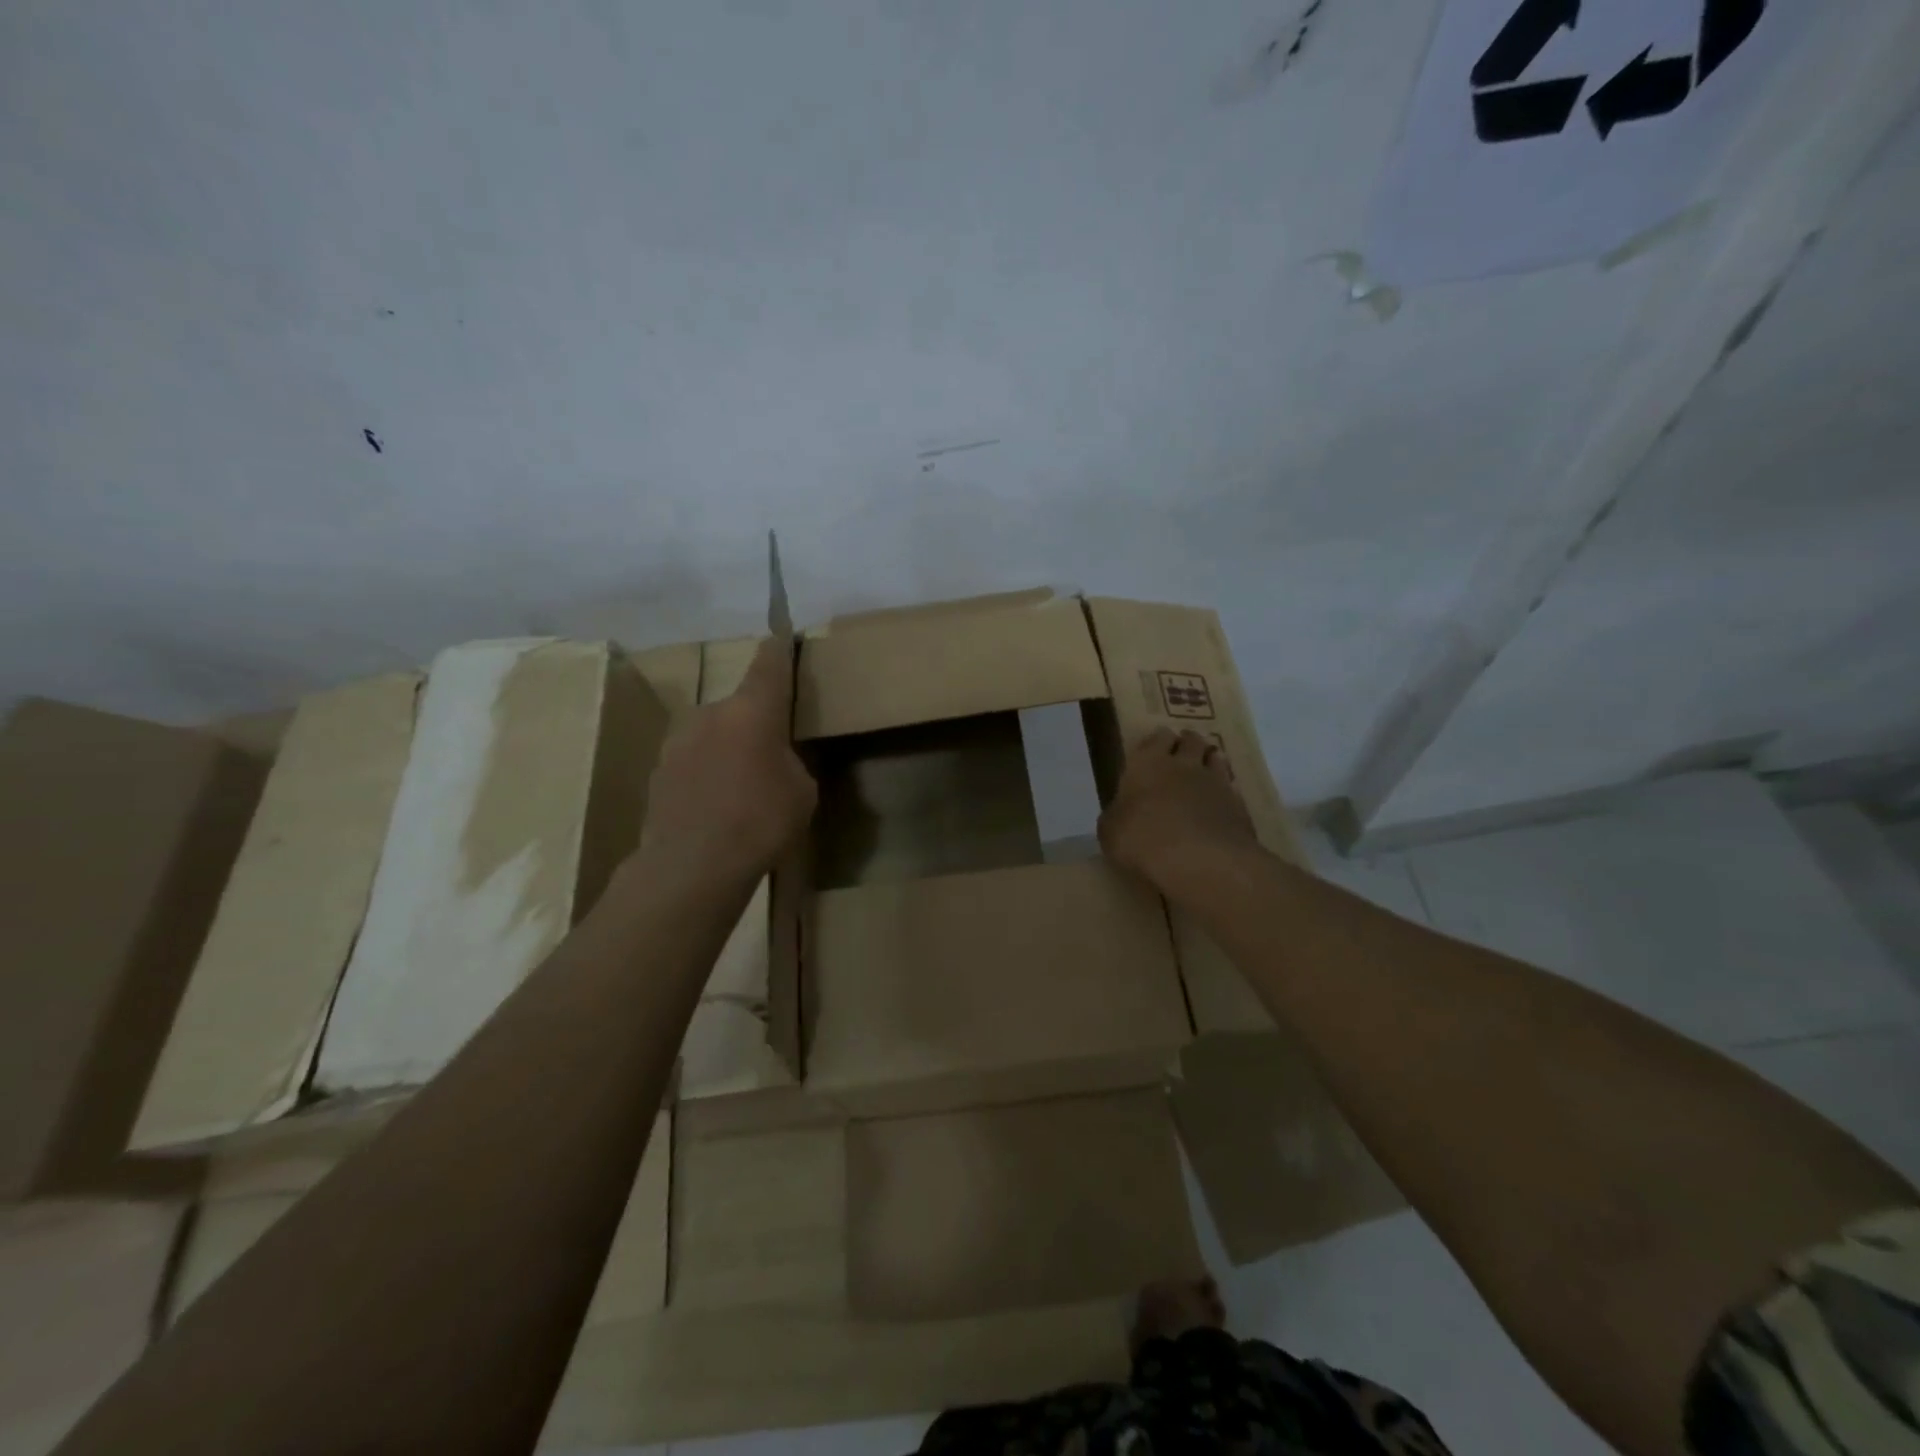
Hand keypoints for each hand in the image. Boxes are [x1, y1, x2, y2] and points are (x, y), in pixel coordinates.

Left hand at [637, 638, 816, 887]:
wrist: (691, 866)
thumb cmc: (761, 821)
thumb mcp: (802, 790)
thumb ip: (790, 761)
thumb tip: (774, 760)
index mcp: (752, 710)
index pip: (768, 665)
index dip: (778, 650)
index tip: (781, 634)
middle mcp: (710, 713)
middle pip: (739, 707)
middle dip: (755, 723)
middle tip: (771, 755)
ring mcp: (677, 741)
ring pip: (713, 734)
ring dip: (728, 749)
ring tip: (741, 789)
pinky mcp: (657, 771)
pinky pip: (693, 762)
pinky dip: (706, 774)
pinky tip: (715, 808)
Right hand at [1098, 729, 1257, 894]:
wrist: (1200, 860)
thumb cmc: (1143, 839)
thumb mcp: (1111, 832)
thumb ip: (1117, 816)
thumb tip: (1120, 815)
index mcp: (1148, 764)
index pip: (1157, 738)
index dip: (1158, 740)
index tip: (1157, 744)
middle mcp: (1184, 765)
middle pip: (1191, 741)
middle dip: (1187, 742)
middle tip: (1183, 749)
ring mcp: (1216, 783)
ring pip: (1216, 759)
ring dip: (1210, 760)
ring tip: (1205, 768)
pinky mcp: (1239, 806)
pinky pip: (1232, 789)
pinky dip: (1226, 791)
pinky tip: (1220, 803)